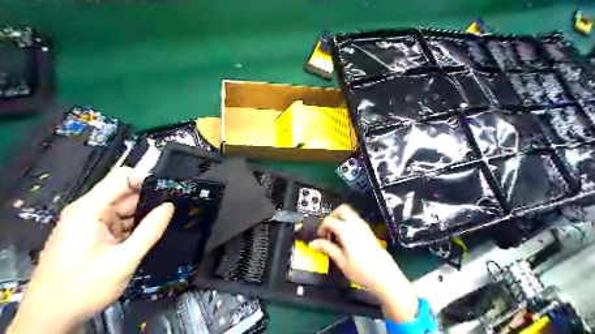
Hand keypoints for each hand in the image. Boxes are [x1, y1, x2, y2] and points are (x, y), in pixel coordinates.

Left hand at [9, 168, 174, 331]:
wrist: (50, 319)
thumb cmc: (82, 289)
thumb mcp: (124, 260)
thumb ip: (149, 231)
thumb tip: (169, 207)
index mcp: (89, 210)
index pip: (122, 177)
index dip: (147, 179)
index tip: (169, 190)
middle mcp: (89, 211)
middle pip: (126, 192)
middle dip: (149, 200)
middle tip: (171, 210)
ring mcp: (92, 222)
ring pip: (127, 207)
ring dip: (144, 214)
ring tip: (162, 224)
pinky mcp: (95, 233)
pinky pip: (122, 220)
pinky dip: (136, 225)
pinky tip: (147, 234)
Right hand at [311, 204, 416, 321]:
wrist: (385, 276)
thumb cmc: (361, 270)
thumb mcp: (341, 261)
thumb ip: (327, 248)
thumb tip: (312, 243)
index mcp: (346, 230)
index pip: (329, 220)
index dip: (322, 227)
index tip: (321, 238)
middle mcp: (355, 224)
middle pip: (342, 209)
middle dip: (332, 216)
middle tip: (329, 231)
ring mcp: (364, 227)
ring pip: (350, 214)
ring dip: (341, 220)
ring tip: (337, 236)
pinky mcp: (369, 231)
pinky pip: (356, 220)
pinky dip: (348, 224)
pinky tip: (347, 240)